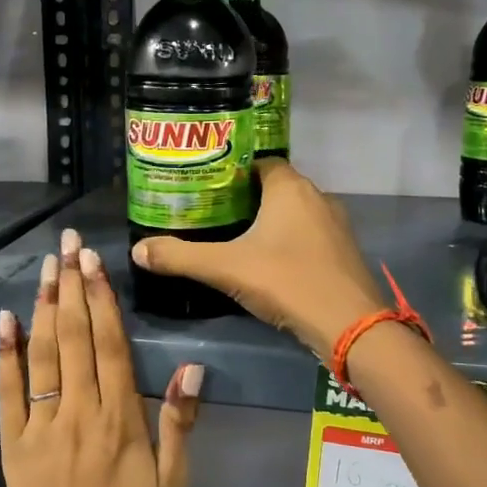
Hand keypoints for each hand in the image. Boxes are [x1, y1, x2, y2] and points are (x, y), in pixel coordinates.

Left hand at [0, 228, 202, 486]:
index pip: (111, 346)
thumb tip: (192, 369)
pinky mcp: (13, 441)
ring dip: (46, 306)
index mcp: (120, 421)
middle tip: (70, 244)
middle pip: (76, 337)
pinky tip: (7, 319)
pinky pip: (8, 390)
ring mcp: (41, 424)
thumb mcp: (171, 486)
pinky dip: (7, 352)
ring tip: (48, 267)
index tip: (97, 262)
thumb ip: (179, 425)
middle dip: (74, 286)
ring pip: (44, 353)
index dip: (104, 300)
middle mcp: (79, 412)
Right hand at [131, 160, 385, 362]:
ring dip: (269, 221)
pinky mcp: (343, 251)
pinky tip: (268, 262)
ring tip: (235, 237)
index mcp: (290, 187)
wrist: (348, 325)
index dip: (232, 171)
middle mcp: (317, 196)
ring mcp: (335, 224)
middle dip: (246, 197)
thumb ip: (180, 257)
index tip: (207, 186)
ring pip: (294, 212)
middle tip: (212, 213)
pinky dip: (288, 241)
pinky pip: (308, 235)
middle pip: (275, 186)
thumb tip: (137, 250)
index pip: (259, 162)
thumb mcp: (225, 268)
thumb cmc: (286, 281)